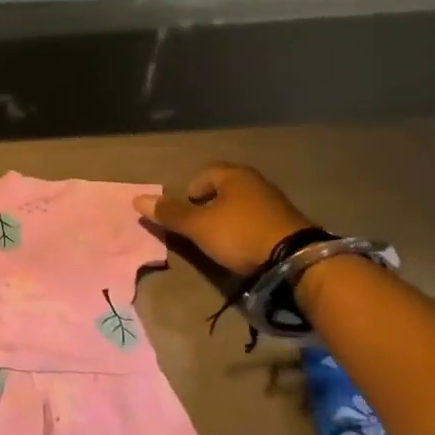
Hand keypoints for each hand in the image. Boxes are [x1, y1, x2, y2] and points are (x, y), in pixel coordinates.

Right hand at [134, 163, 316, 276]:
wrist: (297, 260)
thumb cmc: (240, 234)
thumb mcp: (198, 226)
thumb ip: (170, 214)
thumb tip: (137, 199)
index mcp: (233, 175)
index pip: (204, 174)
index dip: (190, 192)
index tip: (186, 214)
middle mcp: (256, 181)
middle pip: (223, 188)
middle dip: (209, 206)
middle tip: (200, 227)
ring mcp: (276, 202)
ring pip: (242, 204)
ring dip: (229, 218)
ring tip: (221, 240)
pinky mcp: (289, 223)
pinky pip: (258, 219)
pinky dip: (247, 229)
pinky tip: (244, 246)